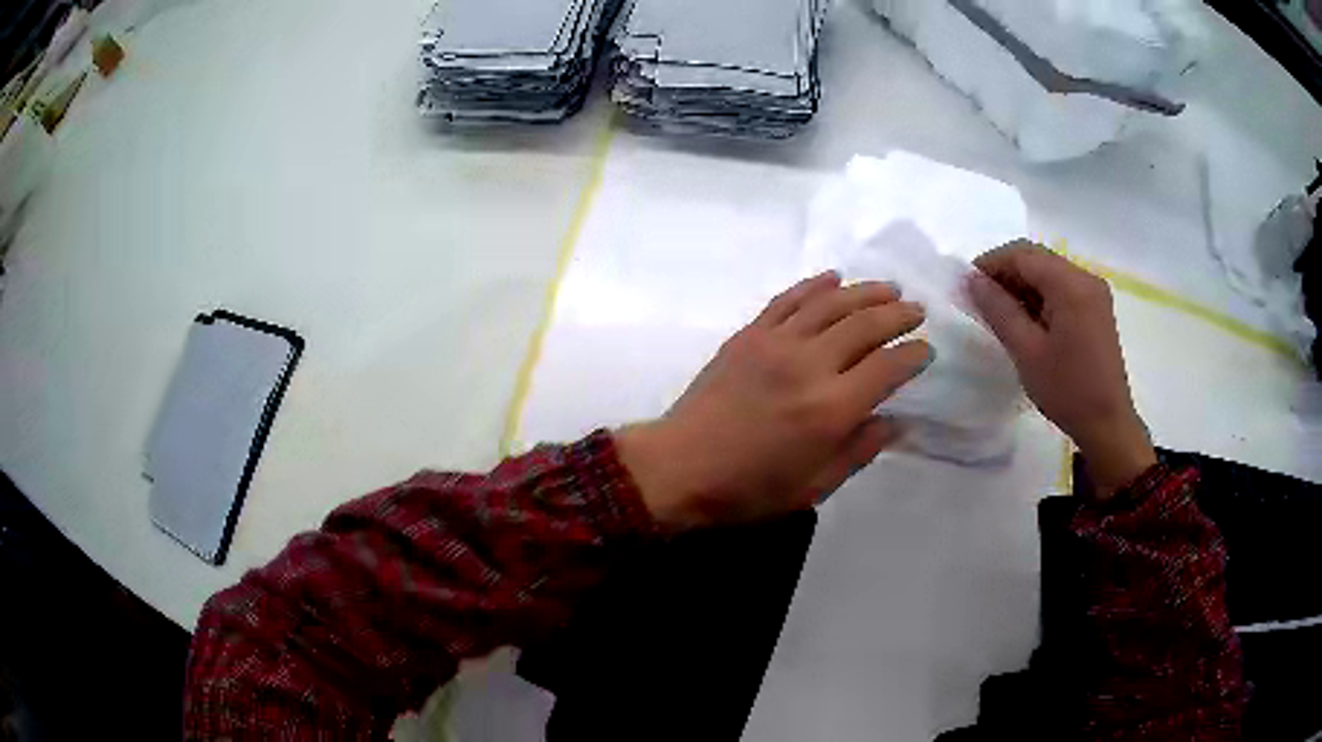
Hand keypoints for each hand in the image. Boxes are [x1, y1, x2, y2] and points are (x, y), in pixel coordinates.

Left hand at [616, 272, 932, 527]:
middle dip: (897, 314)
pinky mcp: (749, 334)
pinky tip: (832, 278)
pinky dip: (814, 285)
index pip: (888, 368)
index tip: (926, 350)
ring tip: (888, 288)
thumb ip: (859, 450)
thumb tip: (894, 422)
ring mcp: (776, 343)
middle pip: (865, 325)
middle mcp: (810, 365)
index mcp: (831, 409)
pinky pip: (788, 299)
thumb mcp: (813, 488)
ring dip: (864, 291)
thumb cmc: (748, 489)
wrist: (679, 467)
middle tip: (916, 310)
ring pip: (831, 303)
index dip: (913, 355)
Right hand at [967, 241, 1155, 494]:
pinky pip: (1061, 288)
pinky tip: (1026, 320)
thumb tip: (971, 279)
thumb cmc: (1067, 390)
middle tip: (979, 299)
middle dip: (1005, 273)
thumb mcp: (1026, 351)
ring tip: (999, 313)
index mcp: (1070, 284)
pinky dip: (1039, 296)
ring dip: (1022, 285)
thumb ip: (998, 309)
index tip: (967, 286)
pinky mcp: (1096, 308)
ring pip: (1048, 272)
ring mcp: (1094, 292)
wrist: (1107, 424)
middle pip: (1037, 259)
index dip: (990, 263)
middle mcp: (1084, 278)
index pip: (1022, 255)